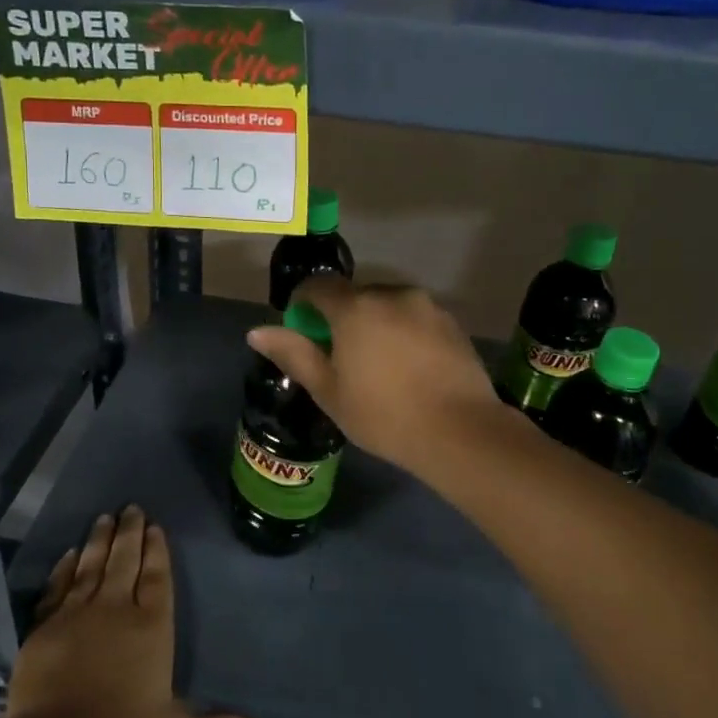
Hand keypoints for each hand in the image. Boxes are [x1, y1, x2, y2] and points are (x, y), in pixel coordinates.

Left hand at [6, 507, 269, 717]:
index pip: (157, 578)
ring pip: (92, 567)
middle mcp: (115, 610)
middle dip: (130, 533)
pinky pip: (58, 588)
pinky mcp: (44, 628)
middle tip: (131, 508)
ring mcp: (77, 615)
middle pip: (125, 562)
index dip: (157, 551)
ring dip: (100, 541)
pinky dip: (64, 569)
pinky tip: (70, 554)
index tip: (155, 526)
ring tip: (105, 518)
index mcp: (150, 627)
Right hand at [247, 276, 512, 480]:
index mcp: (355, 307)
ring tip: (380, 365)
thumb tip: (257, 331)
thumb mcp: (329, 391)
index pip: (318, 286)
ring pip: (387, 305)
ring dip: (375, 323)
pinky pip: (414, 317)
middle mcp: (391, 294)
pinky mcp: (451, 321)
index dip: (303, 304)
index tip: (303, 332)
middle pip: (355, 295)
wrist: (460, 431)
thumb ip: (293, 355)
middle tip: (342, 358)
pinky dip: (403, 332)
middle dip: (341, 317)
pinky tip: (410, 368)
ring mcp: (426, 305)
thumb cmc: (384, 414)